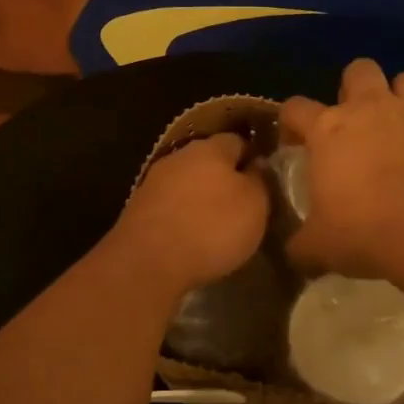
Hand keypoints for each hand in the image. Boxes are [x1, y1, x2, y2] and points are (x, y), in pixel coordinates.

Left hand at [113, 132, 270, 295]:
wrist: (148, 262)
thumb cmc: (212, 227)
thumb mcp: (255, 205)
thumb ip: (260, 180)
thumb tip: (257, 165)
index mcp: (211, 148)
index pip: (238, 140)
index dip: (253, 157)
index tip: (265, 180)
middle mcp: (180, 156)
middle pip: (209, 160)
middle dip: (225, 178)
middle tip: (243, 205)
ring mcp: (154, 182)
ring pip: (187, 183)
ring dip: (201, 198)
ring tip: (217, 225)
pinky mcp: (138, 209)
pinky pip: (170, 206)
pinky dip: (182, 216)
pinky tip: (191, 237)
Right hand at [281, 58, 403, 278]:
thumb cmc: (363, 229)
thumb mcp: (318, 246)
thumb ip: (301, 244)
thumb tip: (294, 253)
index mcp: (328, 129)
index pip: (295, 107)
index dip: (289, 123)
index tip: (292, 144)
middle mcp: (369, 111)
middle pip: (359, 70)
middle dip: (352, 87)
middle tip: (349, 122)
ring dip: (397, 94)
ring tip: (391, 124)